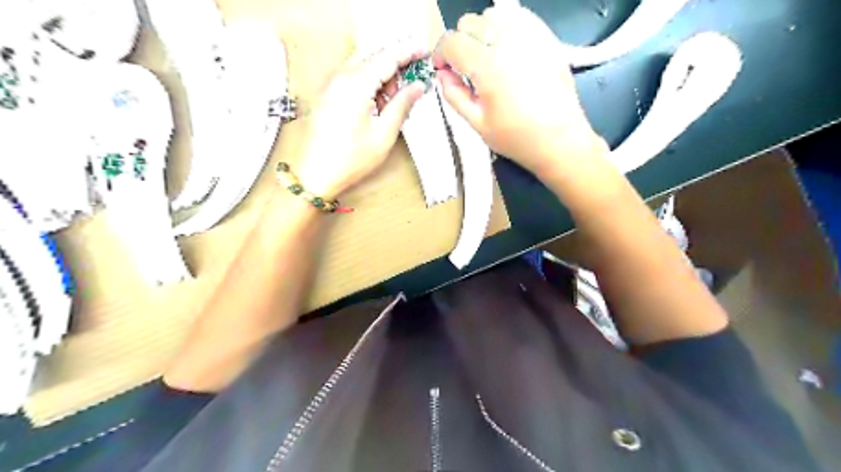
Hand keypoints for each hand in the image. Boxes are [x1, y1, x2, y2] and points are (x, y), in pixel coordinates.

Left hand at [294, 37, 426, 195]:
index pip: (387, 57)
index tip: (424, 51)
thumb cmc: (351, 160)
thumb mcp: (384, 135)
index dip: (408, 51)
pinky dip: (369, 78)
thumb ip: (402, 105)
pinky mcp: (327, 93)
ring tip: (396, 94)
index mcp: (356, 84)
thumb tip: (417, 87)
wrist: (315, 174)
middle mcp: (340, 77)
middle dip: (395, 58)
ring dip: (382, 70)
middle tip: (414, 72)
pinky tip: (379, 99)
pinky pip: (351, 74)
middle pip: (373, 53)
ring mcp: (330, 83)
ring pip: (361, 62)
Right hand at [437, 5, 607, 179]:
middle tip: (466, 69)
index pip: (452, 42)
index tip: (443, 70)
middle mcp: (508, 41)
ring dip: (483, 32)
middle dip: (460, 44)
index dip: (441, 54)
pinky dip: (506, 27)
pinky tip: (508, 50)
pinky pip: (519, 16)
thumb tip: (442, 75)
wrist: (560, 140)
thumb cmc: (517, 137)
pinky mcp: (546, 38)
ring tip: (488, 58)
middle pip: (470, 23)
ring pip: (493, 14)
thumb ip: (454, 96)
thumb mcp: (477, 124)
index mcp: (487, 66)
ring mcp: (530, 36)